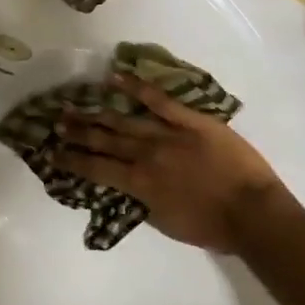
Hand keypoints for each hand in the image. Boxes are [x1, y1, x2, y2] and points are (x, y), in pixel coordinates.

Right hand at [54, 73, 287, 251]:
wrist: (252, 213)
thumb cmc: (210, 227)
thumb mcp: (163, 222)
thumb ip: (140, 201)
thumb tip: (124, 186)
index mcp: (138, 183)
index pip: (96, 169)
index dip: (72, 160)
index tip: (52, 152)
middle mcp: (145, 155)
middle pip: (105, 140)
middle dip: (78, 132)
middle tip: (56, 121)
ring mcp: (168, 134)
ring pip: (125, 120)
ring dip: (97, 113)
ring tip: (75, 104)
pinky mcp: (191, 121)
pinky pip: (160, 100)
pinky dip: (137, 87)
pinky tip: (116, 78)